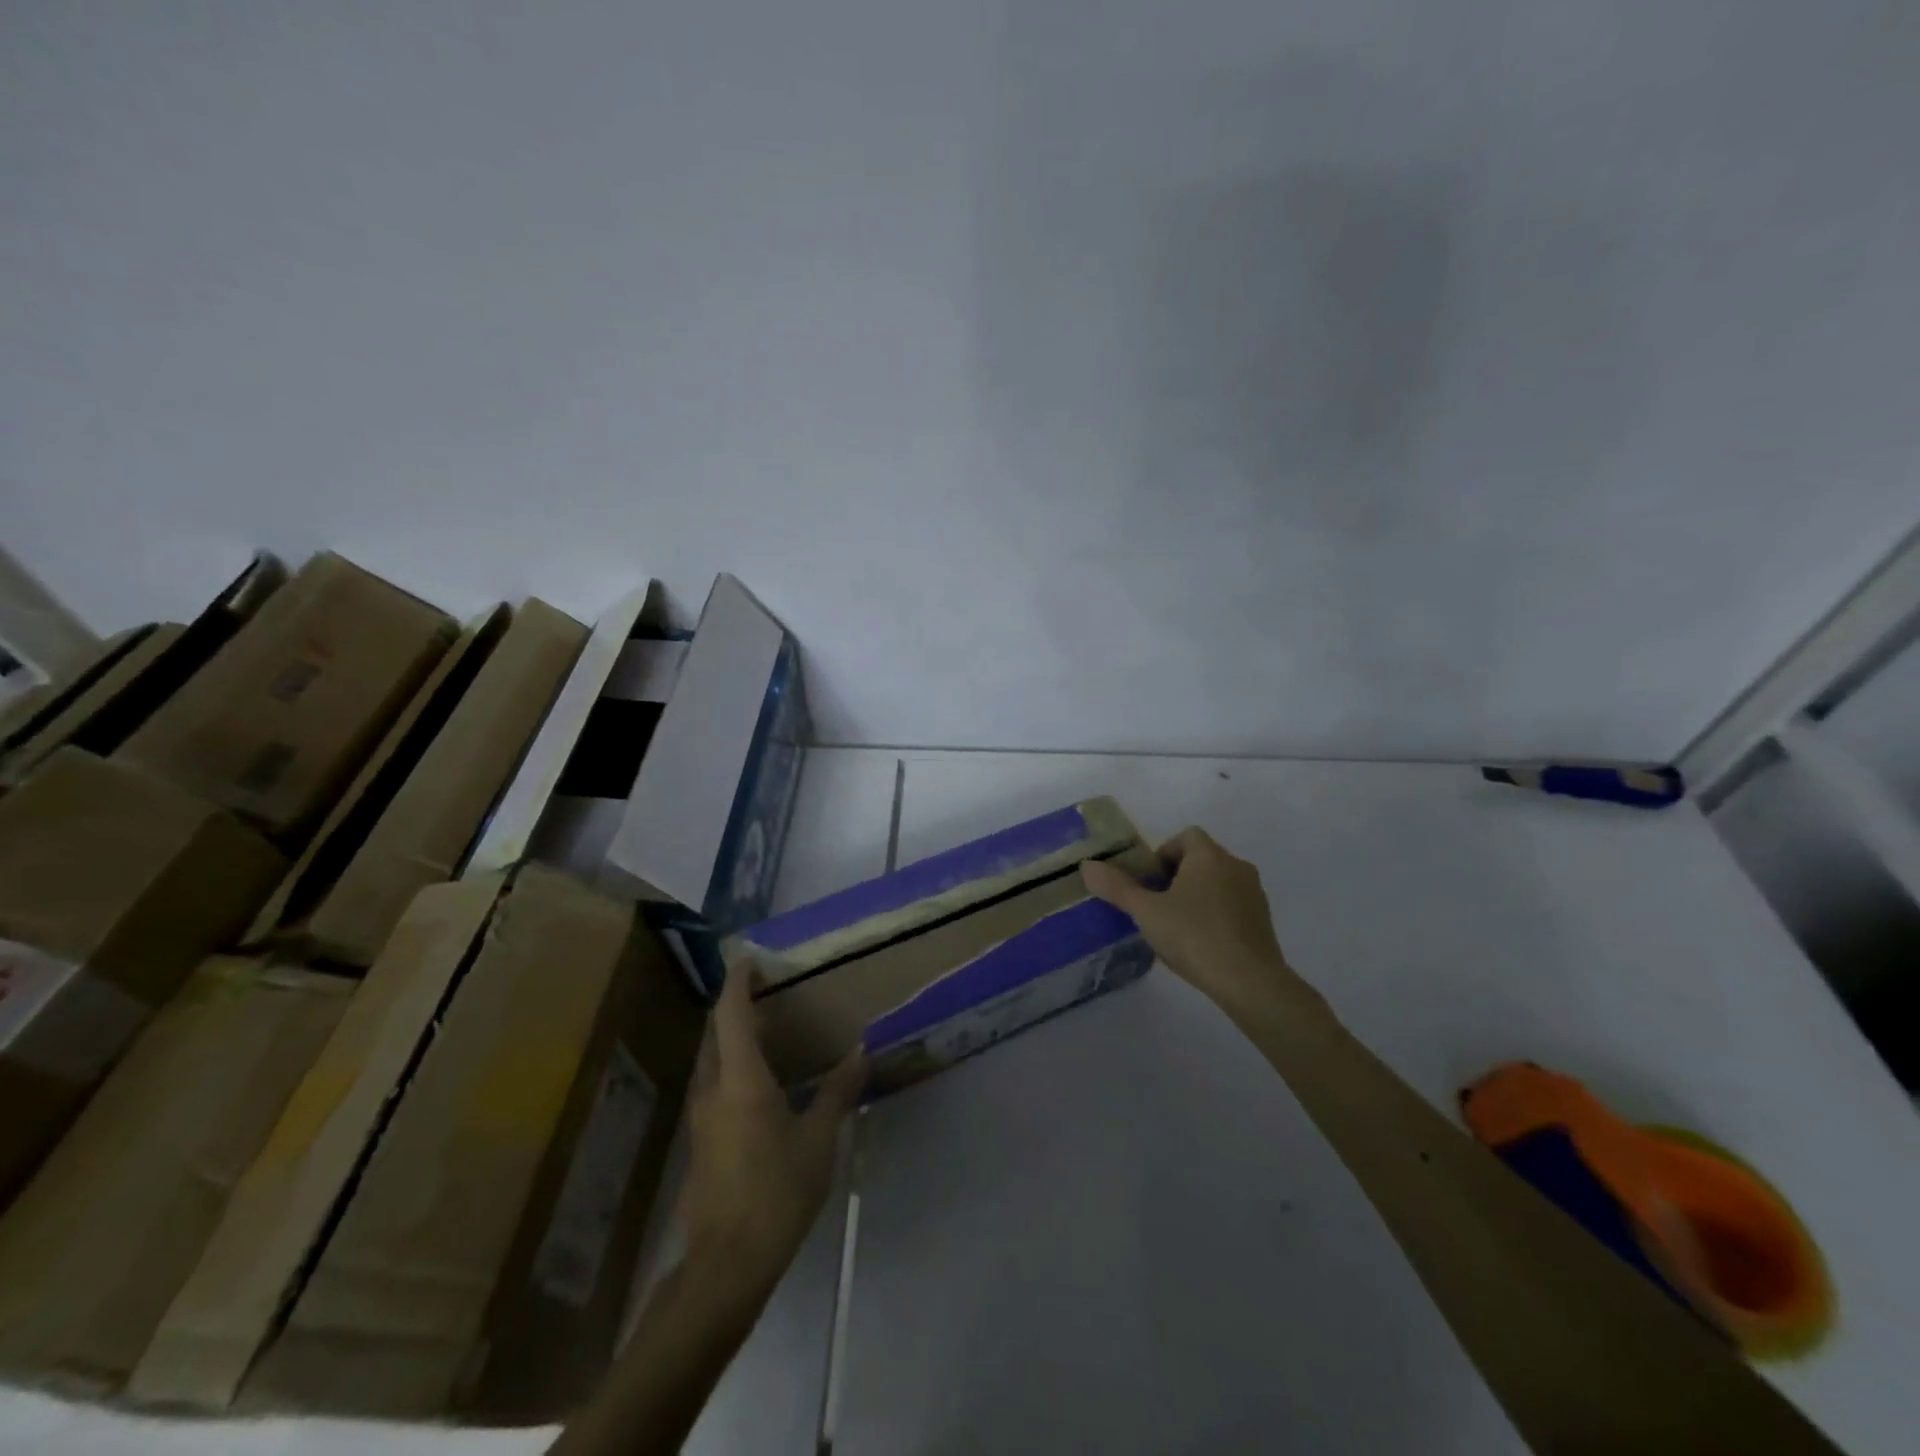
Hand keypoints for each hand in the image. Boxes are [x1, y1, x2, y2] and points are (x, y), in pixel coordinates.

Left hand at [675, 961, 865, 1294]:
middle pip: (716, 1033)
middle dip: (737, 1008)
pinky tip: (763, 1085)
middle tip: (769, 993)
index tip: (751, 959)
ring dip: (735, 1039)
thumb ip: (836, 1091)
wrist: (726, 1265)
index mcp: (740, 1080)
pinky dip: (735, 1068)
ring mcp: (702, 1118)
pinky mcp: (702, 1142)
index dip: (738, 982)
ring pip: (713, 1061)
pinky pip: (716, 1086)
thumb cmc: (776, 1192)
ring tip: (771, 1033)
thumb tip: (860, 1052)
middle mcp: (713, 1089)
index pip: (731, 1014)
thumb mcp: (818, 1140)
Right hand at [1082, 826, 1319, 1014]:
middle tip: (1155, 906)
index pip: (1185, 836)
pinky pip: (1232, 906)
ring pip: (1217, 883)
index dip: (1163, 853)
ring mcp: (1254, 894)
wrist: (1250, 982)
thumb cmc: (1194, 936)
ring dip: (1196, 897)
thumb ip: (1117, 887)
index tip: (1148, 882)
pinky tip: (1200, 945)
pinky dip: (1214, 915)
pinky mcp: (1263, 921)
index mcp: (1209, 856)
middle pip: (1201, 859)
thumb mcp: (1146, 912)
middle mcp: (1236, 866)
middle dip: (1176, 877)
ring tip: (1175, 928)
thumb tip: (1087, 866)